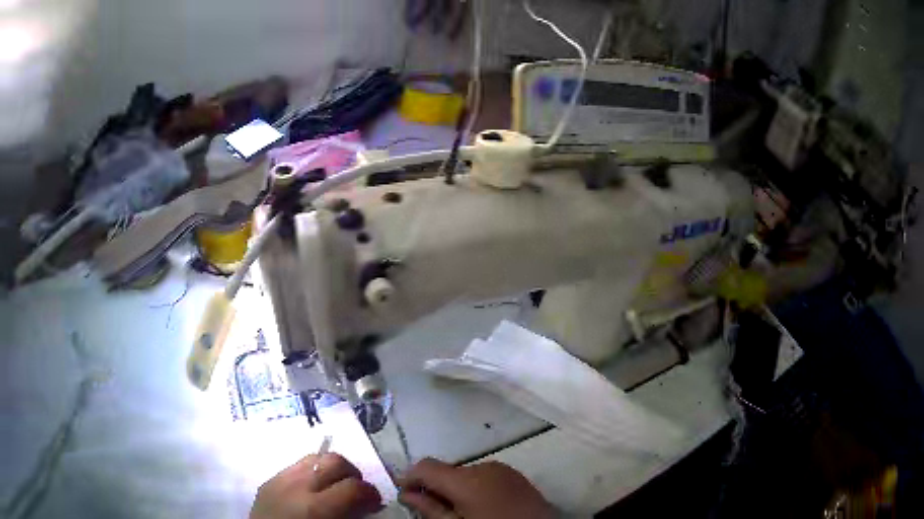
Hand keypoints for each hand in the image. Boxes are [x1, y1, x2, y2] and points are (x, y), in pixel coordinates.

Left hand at [250, 453, 382, 518]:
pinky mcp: (268, 480)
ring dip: (330, 470)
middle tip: (356, 493)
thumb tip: (369, 506)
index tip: (374, 504)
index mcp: (316, 507)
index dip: (371, 494)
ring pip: (314, 457)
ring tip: (334, 488)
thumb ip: (352, 517)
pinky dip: (310, 474)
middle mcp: (297, 485)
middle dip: (352, 474)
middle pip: (334, 460)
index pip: (354, 486)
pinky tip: (311, 490)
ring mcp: (279, 478)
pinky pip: (295, 466)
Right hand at [398, 458, 552, 518]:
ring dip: (455, 489)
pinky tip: (480, 508)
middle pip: (446, 471)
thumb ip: (430, 509)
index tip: (403, 494)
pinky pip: (485, 477)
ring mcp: (503, 469)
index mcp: (466, 479)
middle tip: (430, 510)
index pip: (425, 466)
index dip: (409, 478)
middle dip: (434, 487)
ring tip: (458, 511)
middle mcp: (484, 466)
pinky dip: (474, 489)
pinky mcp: (516, 476)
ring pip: (465, 474)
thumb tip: (406, 494)